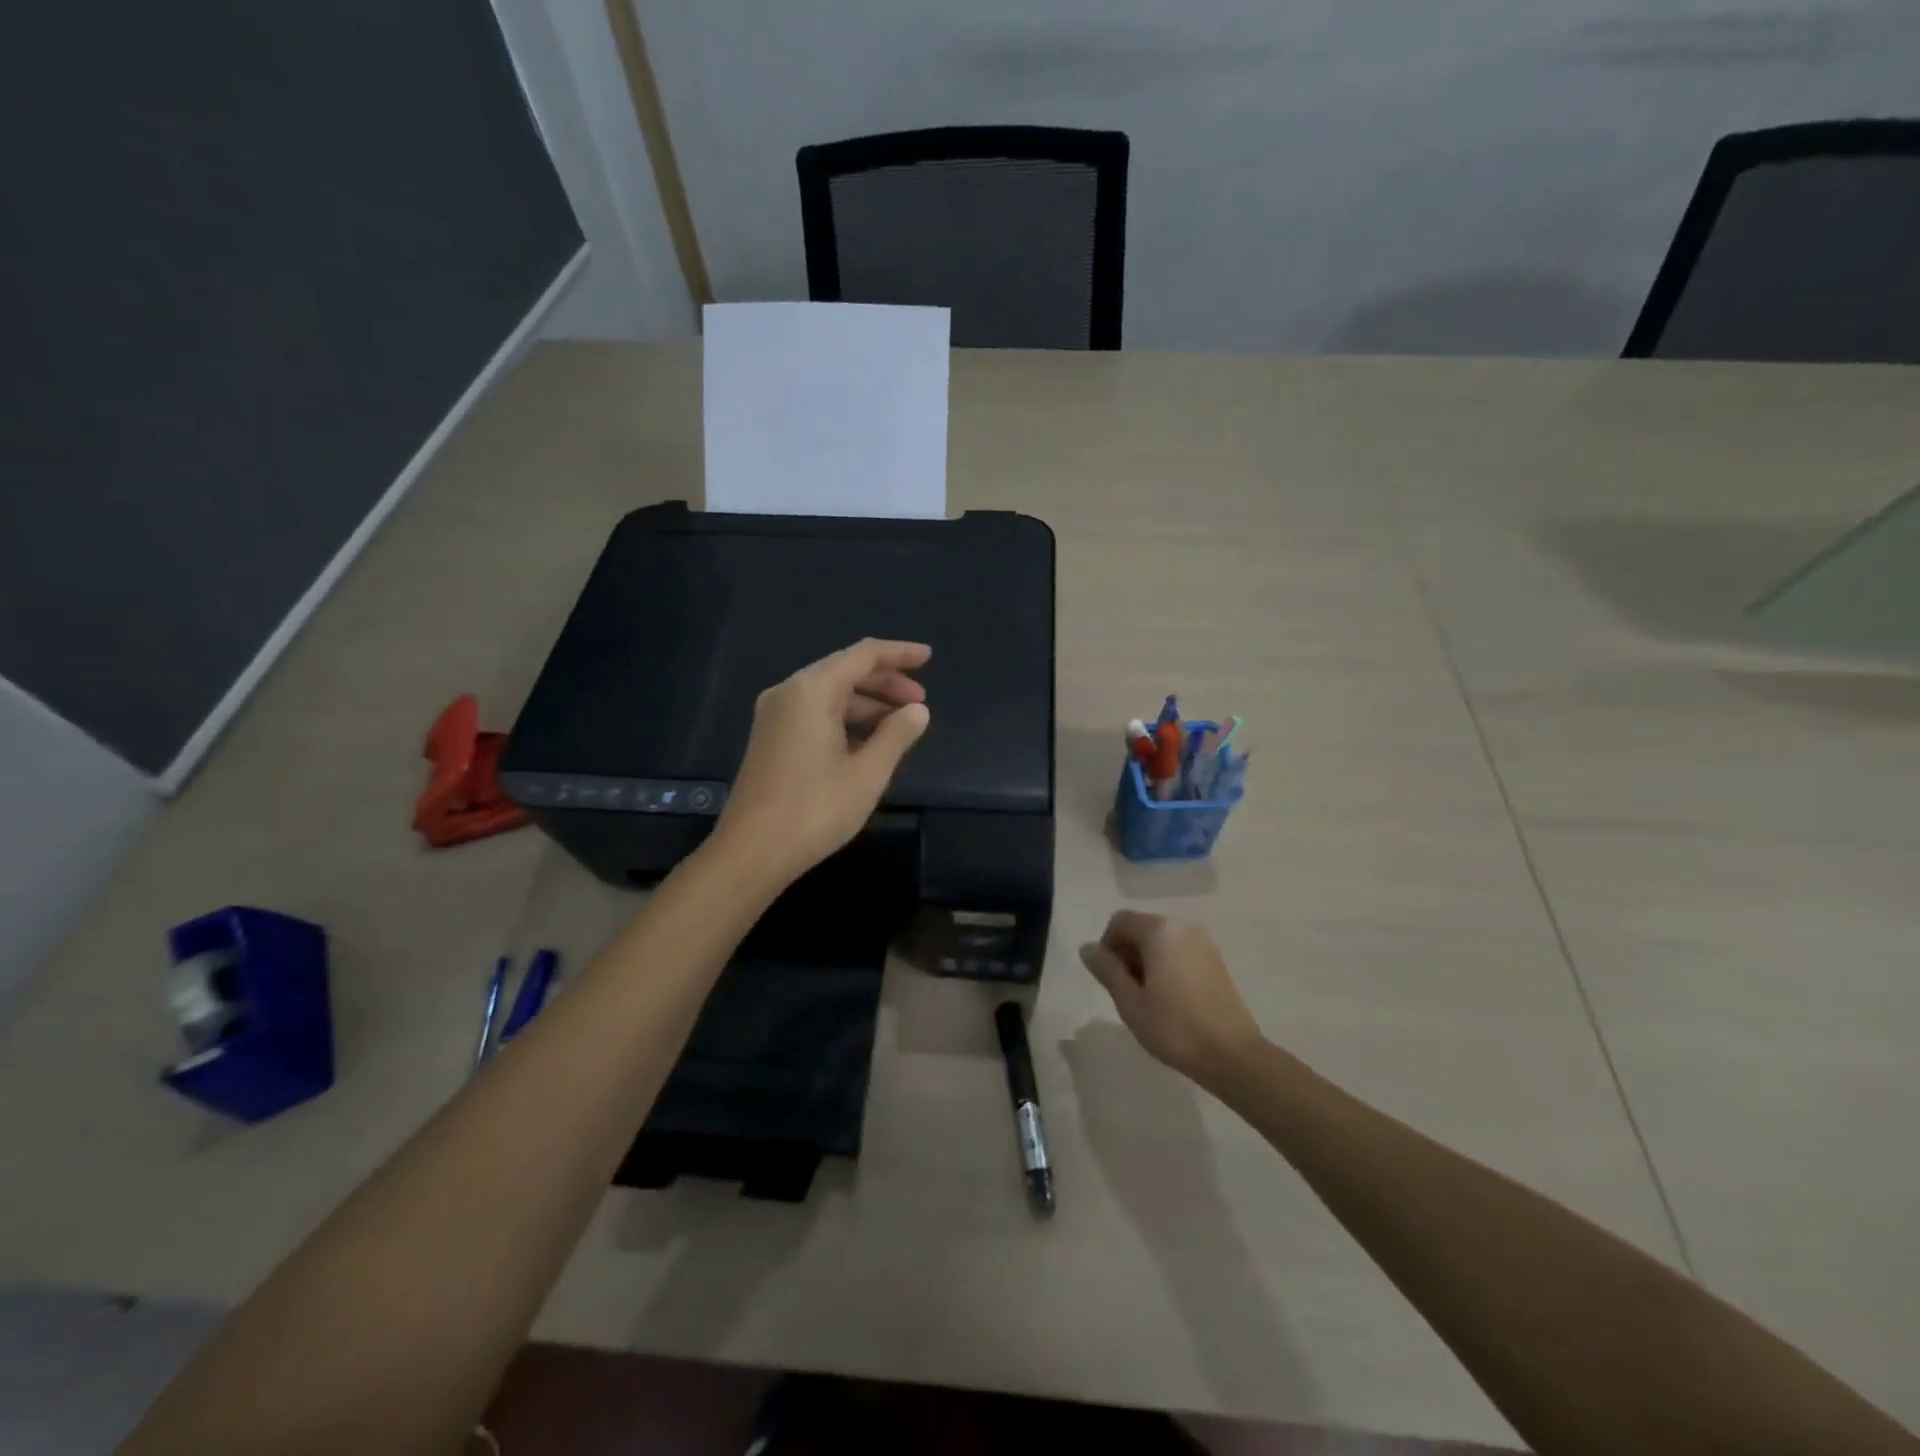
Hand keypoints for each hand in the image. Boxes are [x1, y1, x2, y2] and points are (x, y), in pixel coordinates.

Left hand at [713, 639, 931, 886]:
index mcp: (811, 691)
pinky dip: (846, 719)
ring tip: (901, 725)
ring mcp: (775, 716)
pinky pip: (815, 713)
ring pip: (829, 694)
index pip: (862, 655)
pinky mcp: (771, 738)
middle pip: (844, 671)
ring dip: (867, 703)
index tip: (929, 656)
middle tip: (920, 702)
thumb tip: (918, 710)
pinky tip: (869, 741)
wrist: (751, 852)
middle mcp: (789, 693)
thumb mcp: (867, 773)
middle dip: (885, 682)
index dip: (898, 653)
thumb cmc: (814, 810)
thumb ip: (896, 735)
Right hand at [1080, 911, 1262, 1085]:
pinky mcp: (1217, 961)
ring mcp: (1204, 943)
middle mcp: (1183, 928)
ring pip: (1162, 941)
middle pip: (1142, 928)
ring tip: (1148, 1000)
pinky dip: (1167, 966)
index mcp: (1159, 931)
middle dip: (1127, 954)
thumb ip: (1106, 970)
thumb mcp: (1129, 1002)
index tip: (1108, 978)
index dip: (1106, 945)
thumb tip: (1087, 949)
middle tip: (1126, 992)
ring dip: (1146, 961)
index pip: (1120, 921)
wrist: (1233, 1056)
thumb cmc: (1174, 1028)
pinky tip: (1170, 999)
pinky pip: (1181, 952)